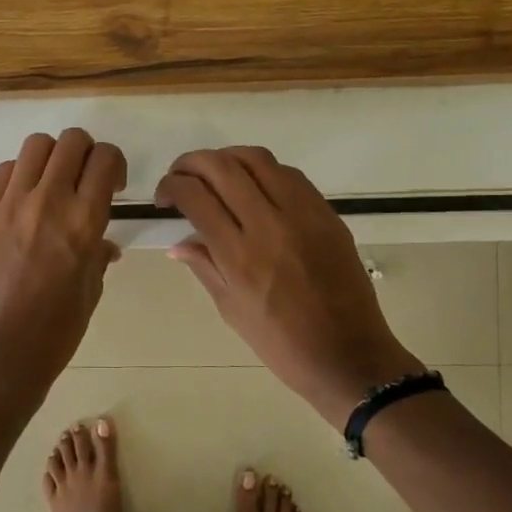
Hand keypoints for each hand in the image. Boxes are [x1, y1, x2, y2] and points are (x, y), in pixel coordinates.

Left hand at [0, 129, 126, 402]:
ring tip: (52, 184)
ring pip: (36, 146)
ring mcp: (11, 204)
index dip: (113, 164)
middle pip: (71, 141)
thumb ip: (98, 256)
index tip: (112, 185)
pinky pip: (4, 171)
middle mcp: (48, 201)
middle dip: (86, 152)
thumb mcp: (90, 291)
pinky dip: (20, 175)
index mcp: (84, 221)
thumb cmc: (55, 332)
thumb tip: (104, 244)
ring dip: (52, 157)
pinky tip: (23, 200)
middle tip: (85, 179)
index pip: (104, 159)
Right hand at [155, 147, 422, 428]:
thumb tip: (178, 242)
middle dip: (191, 163)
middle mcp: (268, 225)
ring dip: (226, 158)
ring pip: (257, 159)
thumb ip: (204, 267)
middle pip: (222, 167)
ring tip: (214, 174)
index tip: (164, 197)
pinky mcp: (326, 213)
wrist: (347, 354)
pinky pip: (289, 174)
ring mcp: (302, 214)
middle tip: (180, 176)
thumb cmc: (281, 343)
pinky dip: (262, 170)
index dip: (171, 186)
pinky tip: (253, 186)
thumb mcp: (231, 309)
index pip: (195, 196)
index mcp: (238, 256)